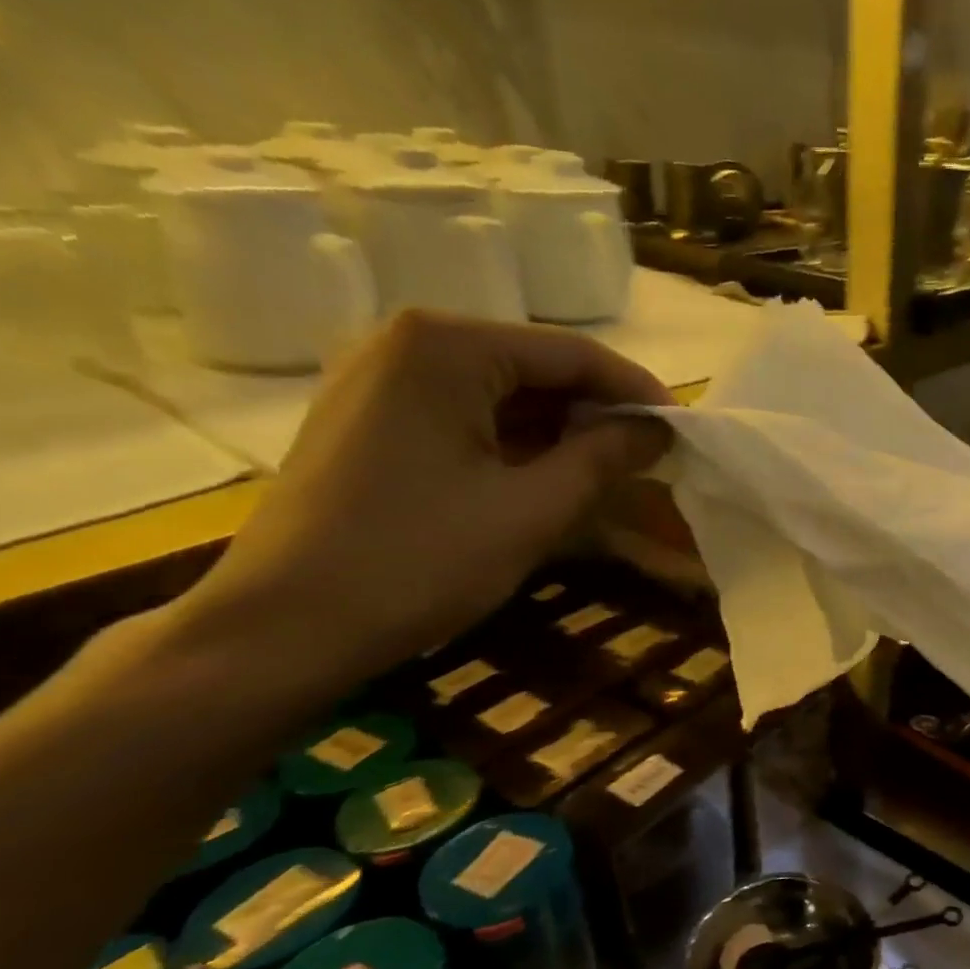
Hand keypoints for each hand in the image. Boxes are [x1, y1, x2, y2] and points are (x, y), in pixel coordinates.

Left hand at [182, 309, 671, 689]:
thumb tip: (660, 430)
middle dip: (598, 411)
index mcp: (446, 346)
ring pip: (503, 392)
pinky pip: (467, 414)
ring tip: (612, 471)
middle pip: (535, 365)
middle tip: (652, 457)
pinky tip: (549, 477)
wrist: (285, 627)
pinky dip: (517, 442)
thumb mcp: (531, 510)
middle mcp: (409, 341)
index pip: (571, 353)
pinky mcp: (372, 418)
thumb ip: (604, 458)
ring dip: (561, 430)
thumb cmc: (418, 562)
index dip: (637, 391)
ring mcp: (382, 379)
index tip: (683, 430)